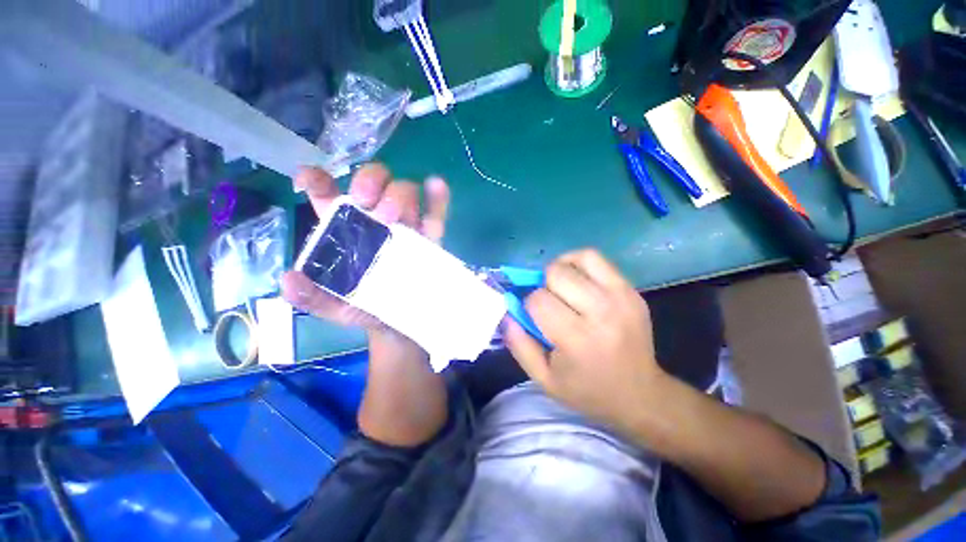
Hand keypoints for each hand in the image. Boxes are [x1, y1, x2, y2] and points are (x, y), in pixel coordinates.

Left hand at [280, 164, 450, 332]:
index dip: (316, 179)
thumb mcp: (336, 308)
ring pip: (404, 190)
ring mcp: (406, 224)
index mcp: (344, 228)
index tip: (309, 182)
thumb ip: (312, 297)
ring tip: (395, 218)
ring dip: (399, 193)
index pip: (327, 194)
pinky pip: (436, 211)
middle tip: (366, 201)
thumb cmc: (367, 309)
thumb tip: (289, 280)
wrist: (404, 322)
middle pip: (372, 181)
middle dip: (369, 180)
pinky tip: (436, 186)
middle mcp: (375, 219)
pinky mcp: (430, 234)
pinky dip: (437, 197)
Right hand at [505, 249, 666, 429]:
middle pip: (556, 274)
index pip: (539, 300)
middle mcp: (601, 312)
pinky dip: (579, 263)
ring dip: (561, 269)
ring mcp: (620, 297)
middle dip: (543, 286)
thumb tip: (507, 311)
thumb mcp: (544, 379)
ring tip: (561, 286)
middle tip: (549, 303)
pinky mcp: (631, 290)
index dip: (529, 305)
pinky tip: (577, 280)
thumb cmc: (587, 390)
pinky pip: (597, 259)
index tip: (535, 318)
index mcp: (577, 338)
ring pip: (578, 259)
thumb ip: (519, 344)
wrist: (640, 394)